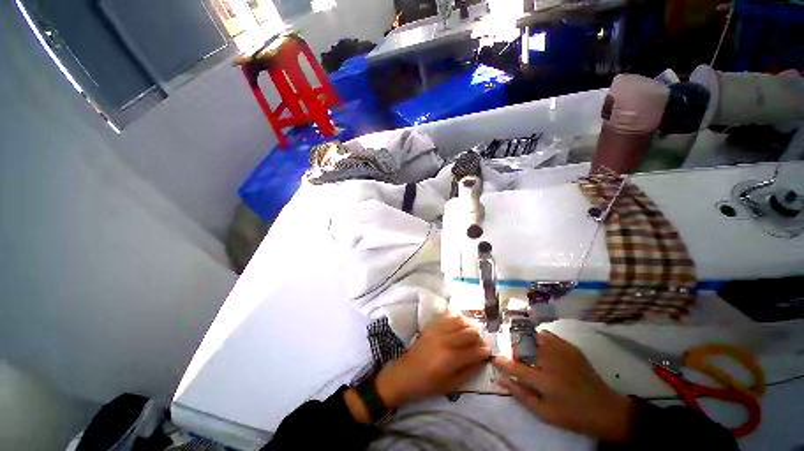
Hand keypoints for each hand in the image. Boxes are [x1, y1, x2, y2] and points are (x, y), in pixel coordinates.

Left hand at [375, 314, 490, 407]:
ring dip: (469, 326)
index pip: (475, 350)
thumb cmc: (428, 384)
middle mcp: (445, 340)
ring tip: (471, 333)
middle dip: (479, 337)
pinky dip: (456, 318)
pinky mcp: (430, 325)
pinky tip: (459, 324)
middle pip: (470, 332)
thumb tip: (482, 359)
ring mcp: (437, 330)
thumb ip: (469, 371)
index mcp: (451, 359)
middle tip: (480, 343)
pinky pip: (447, 316)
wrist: (405, 374)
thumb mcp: (451, 385)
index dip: (485, 351)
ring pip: (460, 320)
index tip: (487, 352)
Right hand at [493, 330, 634, 441]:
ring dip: (525, 343)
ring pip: (532, 337)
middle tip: (519, 362)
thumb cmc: (571, 415)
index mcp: (544, 381)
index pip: (514, 367)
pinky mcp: (569, 346)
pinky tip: (541, 348)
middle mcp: (550, 361)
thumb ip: (520, 394)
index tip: (494, 359)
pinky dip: (538, 338)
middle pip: (521, 347)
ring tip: (530, 354)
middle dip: (515, 353)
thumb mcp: (544, 413)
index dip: (501, 362)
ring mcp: (560, 351)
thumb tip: (499, 379)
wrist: (605, 409)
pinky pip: (546, 335)